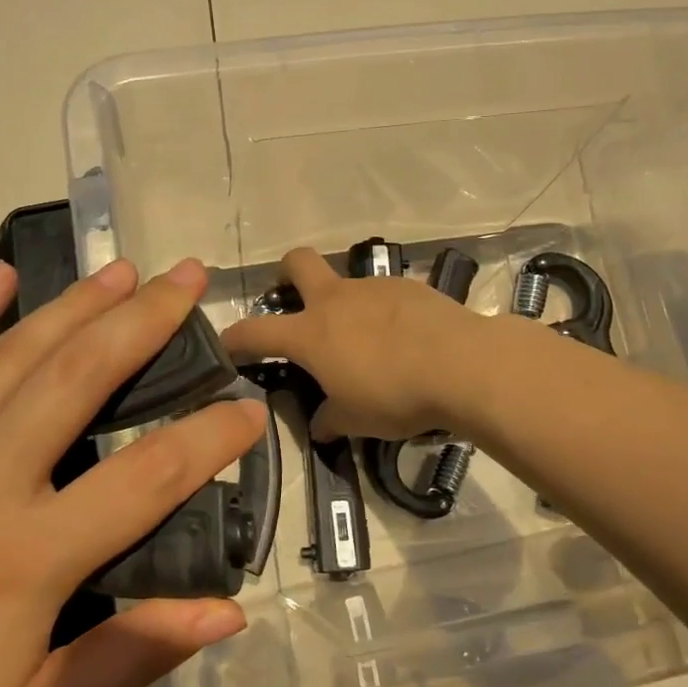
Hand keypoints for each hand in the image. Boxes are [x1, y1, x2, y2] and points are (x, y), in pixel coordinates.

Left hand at [0, 256, 263, 686]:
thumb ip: (131, 657)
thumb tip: (226, 611)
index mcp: (27, 557)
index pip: (148, 477)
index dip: (210, 438)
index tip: (250, 409)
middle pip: (80, 376)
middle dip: (146, 320)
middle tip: (191, 278)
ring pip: (14, 354)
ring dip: (76, 303)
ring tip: (124, 269)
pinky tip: (2, 276)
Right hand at [221, 247, 489, 441]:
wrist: (461, 365)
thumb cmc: (395, 395)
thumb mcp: (355, 420)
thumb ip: (330, 419)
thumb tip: (320, 424)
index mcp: (310, 333)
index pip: (254, 330)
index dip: (234, 337)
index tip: (226, 344)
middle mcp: (336, 299)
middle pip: (297, 262)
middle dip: (286, 273)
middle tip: (294, 300)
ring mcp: (373, 287)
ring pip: (347, 282)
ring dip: (346, 305)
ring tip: (368, 341)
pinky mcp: (408, 286)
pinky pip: (384, 295)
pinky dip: (384, 313)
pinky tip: (404, 339)